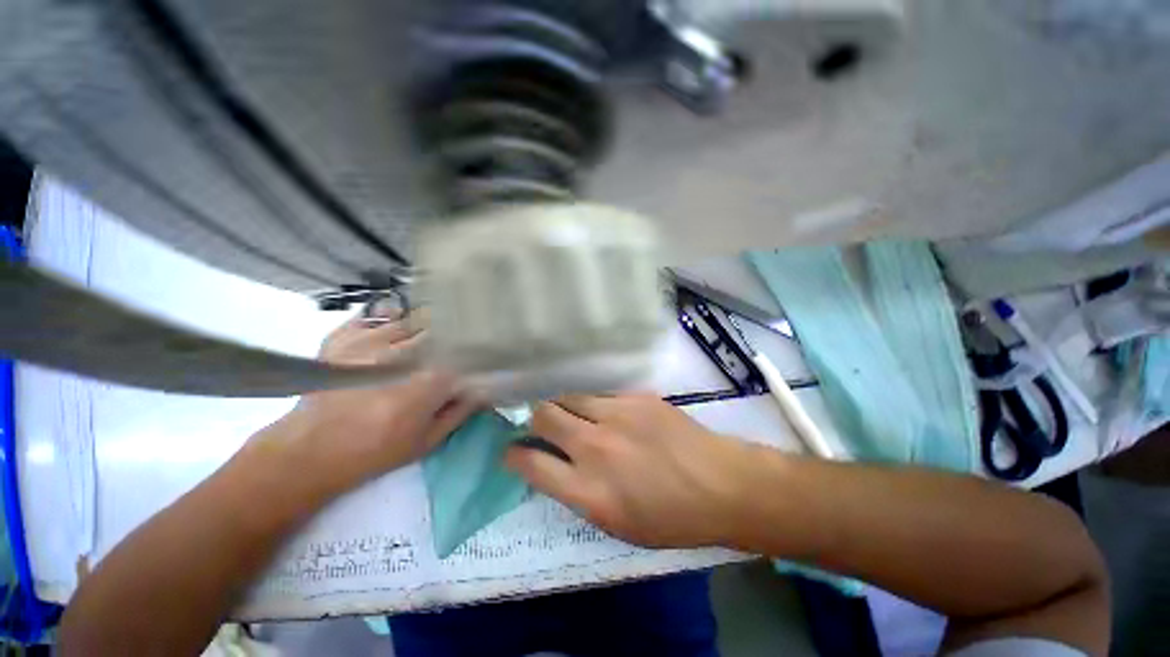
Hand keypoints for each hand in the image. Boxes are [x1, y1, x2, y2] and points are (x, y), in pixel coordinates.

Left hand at [257, 313, 477, 494]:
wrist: (308, 451)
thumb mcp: (427, 440)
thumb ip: (460, 410)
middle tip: (451, 348)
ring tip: (423, 341)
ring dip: (424, 328)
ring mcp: (370, 340)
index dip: (475, 353)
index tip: (480, 357)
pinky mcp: (345, 336)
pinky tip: (394, 334)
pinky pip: (378, 315)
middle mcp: (403, 352)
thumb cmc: (374, 450)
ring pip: (413, 319)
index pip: (466, 352)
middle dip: (452, 336)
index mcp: (428, 380)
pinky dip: (391, 320)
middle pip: (442, 328)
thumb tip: (484, 389)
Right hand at [505, 393, 753, 547]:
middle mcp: (596, 447)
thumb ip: (576, 494)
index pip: (530, 462)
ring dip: (564, 407)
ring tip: (576, 417)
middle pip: (543, 415)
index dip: (514, 454)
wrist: (721, 485)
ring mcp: (617, 415)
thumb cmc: (671, 518)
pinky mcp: (636, 397)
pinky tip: (610, 415)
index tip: (514, 450)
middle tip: (544, 427)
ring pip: (569, 396)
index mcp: (588, 491)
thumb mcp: (615, 525)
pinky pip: (601, 394)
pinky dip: (595, 404)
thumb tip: (553, 467)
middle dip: (535, 420)